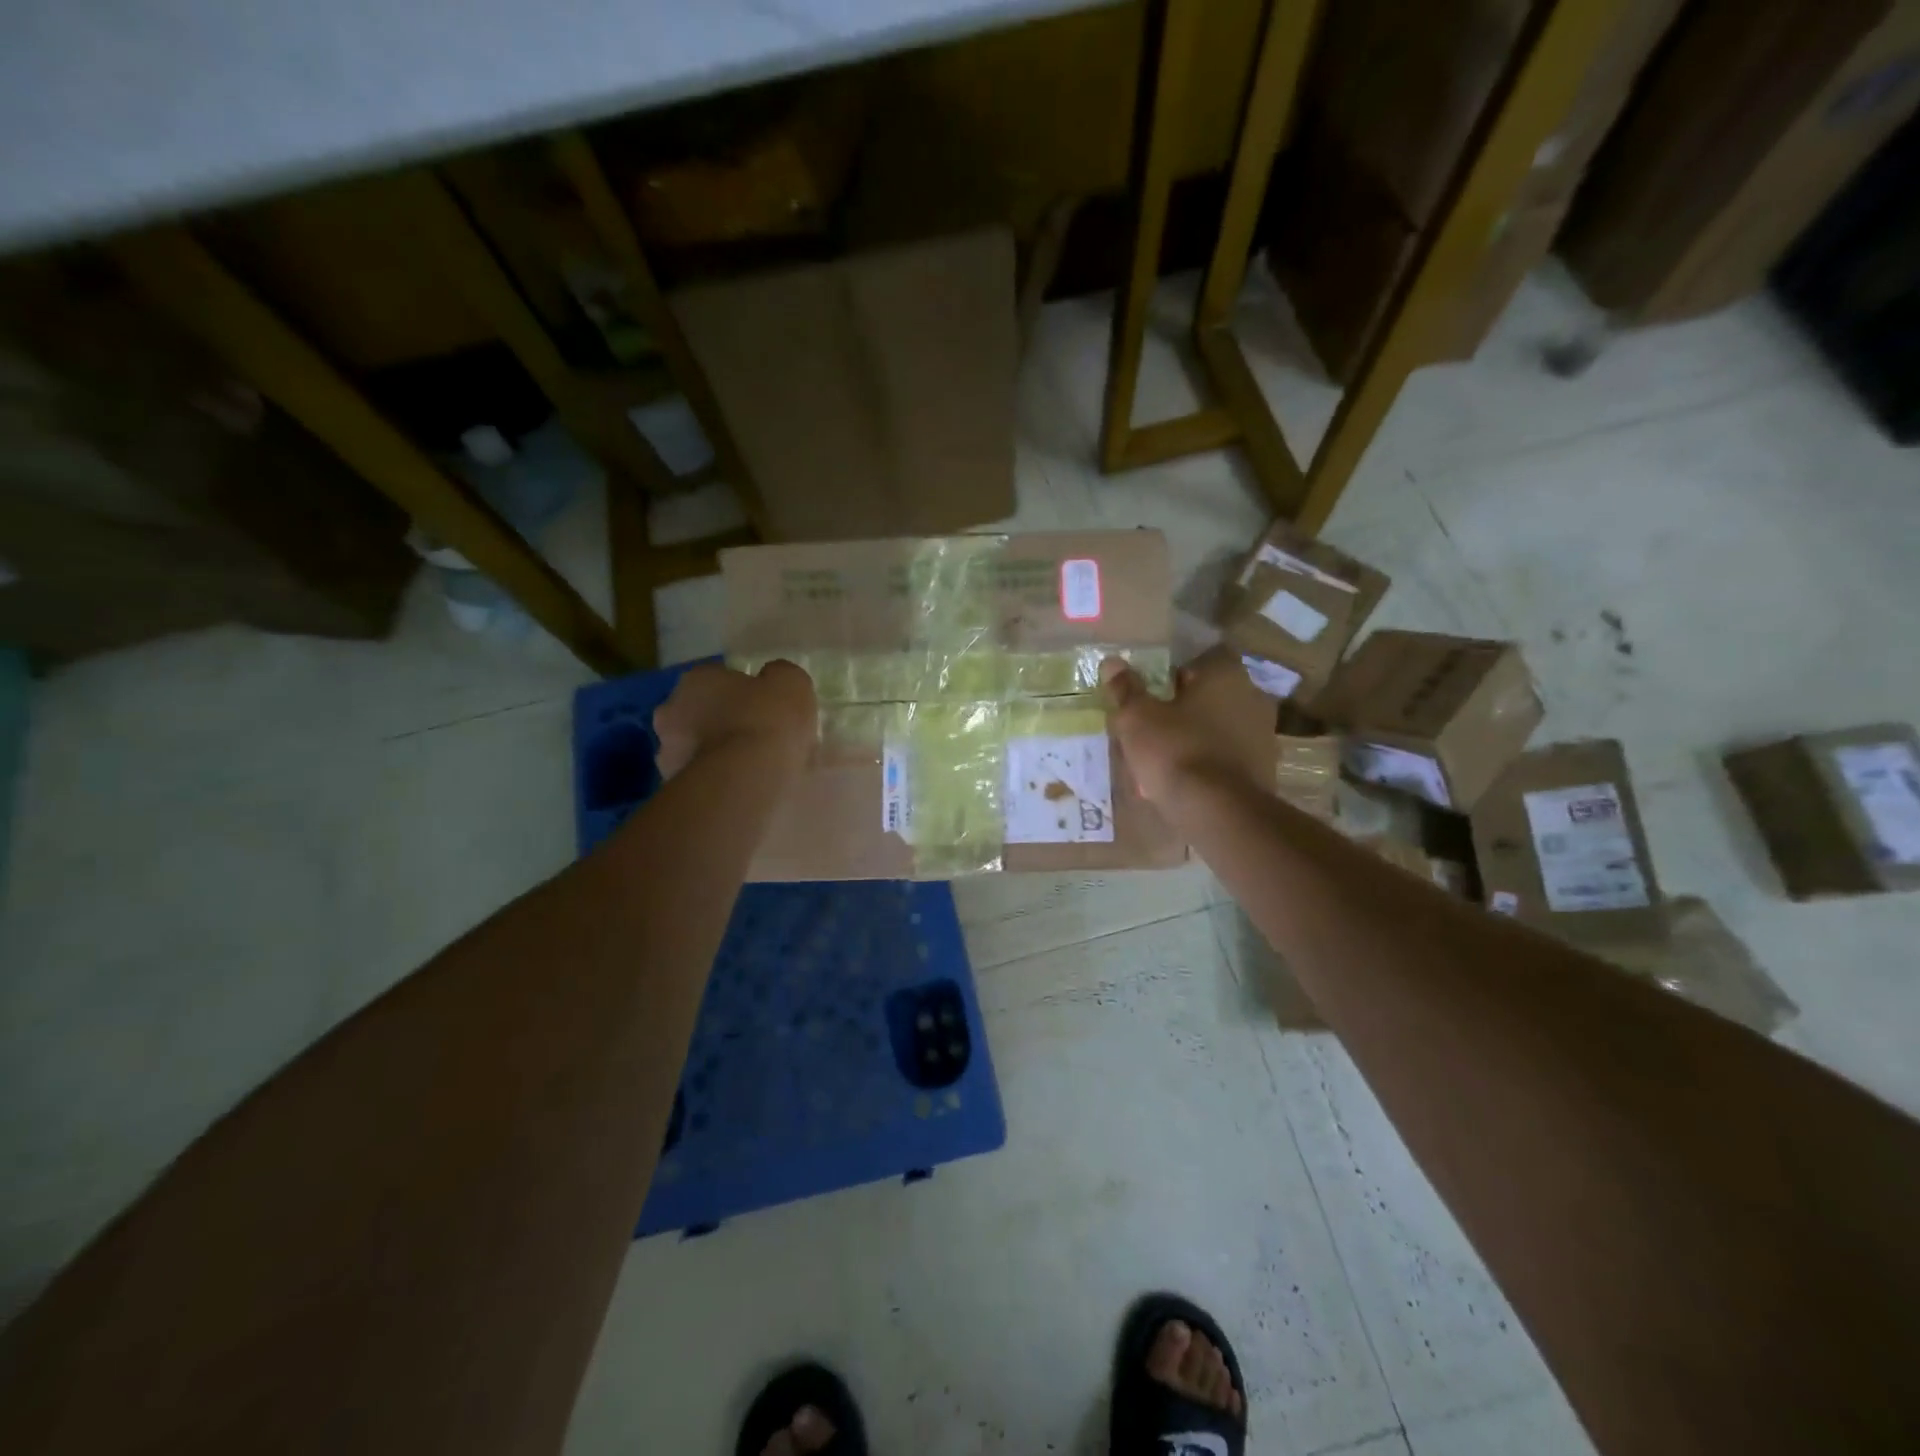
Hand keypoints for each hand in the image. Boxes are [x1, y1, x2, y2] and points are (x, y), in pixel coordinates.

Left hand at [655, 660, 816, 779]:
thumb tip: (772, 680)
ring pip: (698, 750)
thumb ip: (778, 676)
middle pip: (702, 713)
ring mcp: (668, 754)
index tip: (766, 706)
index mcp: (696, 680)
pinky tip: (744, 791)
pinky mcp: (675, 791)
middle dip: (724, 723)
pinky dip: (719, 783)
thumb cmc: (767, 721)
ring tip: (755, 771)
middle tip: (758, 738)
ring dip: (719, 755)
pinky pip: (702, 781)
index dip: (744, 692)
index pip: (718, 678)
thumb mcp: (791, 683)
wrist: (747, 782)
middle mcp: (671, 711)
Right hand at [1102, 654, 1253, 804]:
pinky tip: (1184, 779)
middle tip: (1155, 723)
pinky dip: (1209, 762)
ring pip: (1221, 726)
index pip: (1201, 659)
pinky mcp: (1265, 769)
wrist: (1218, 812)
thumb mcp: (1137, 718)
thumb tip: (1113, 663)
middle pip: (1212, 694)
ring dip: (1198, 735)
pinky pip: (1229, 757)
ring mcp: (1264, 735)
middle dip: (1185, 706)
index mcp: (1226, 675)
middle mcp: (1253, 697)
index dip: (1174, 672)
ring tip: (1165, 756)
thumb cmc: (1175, 751)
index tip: (1153, 690)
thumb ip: (1126, 689)